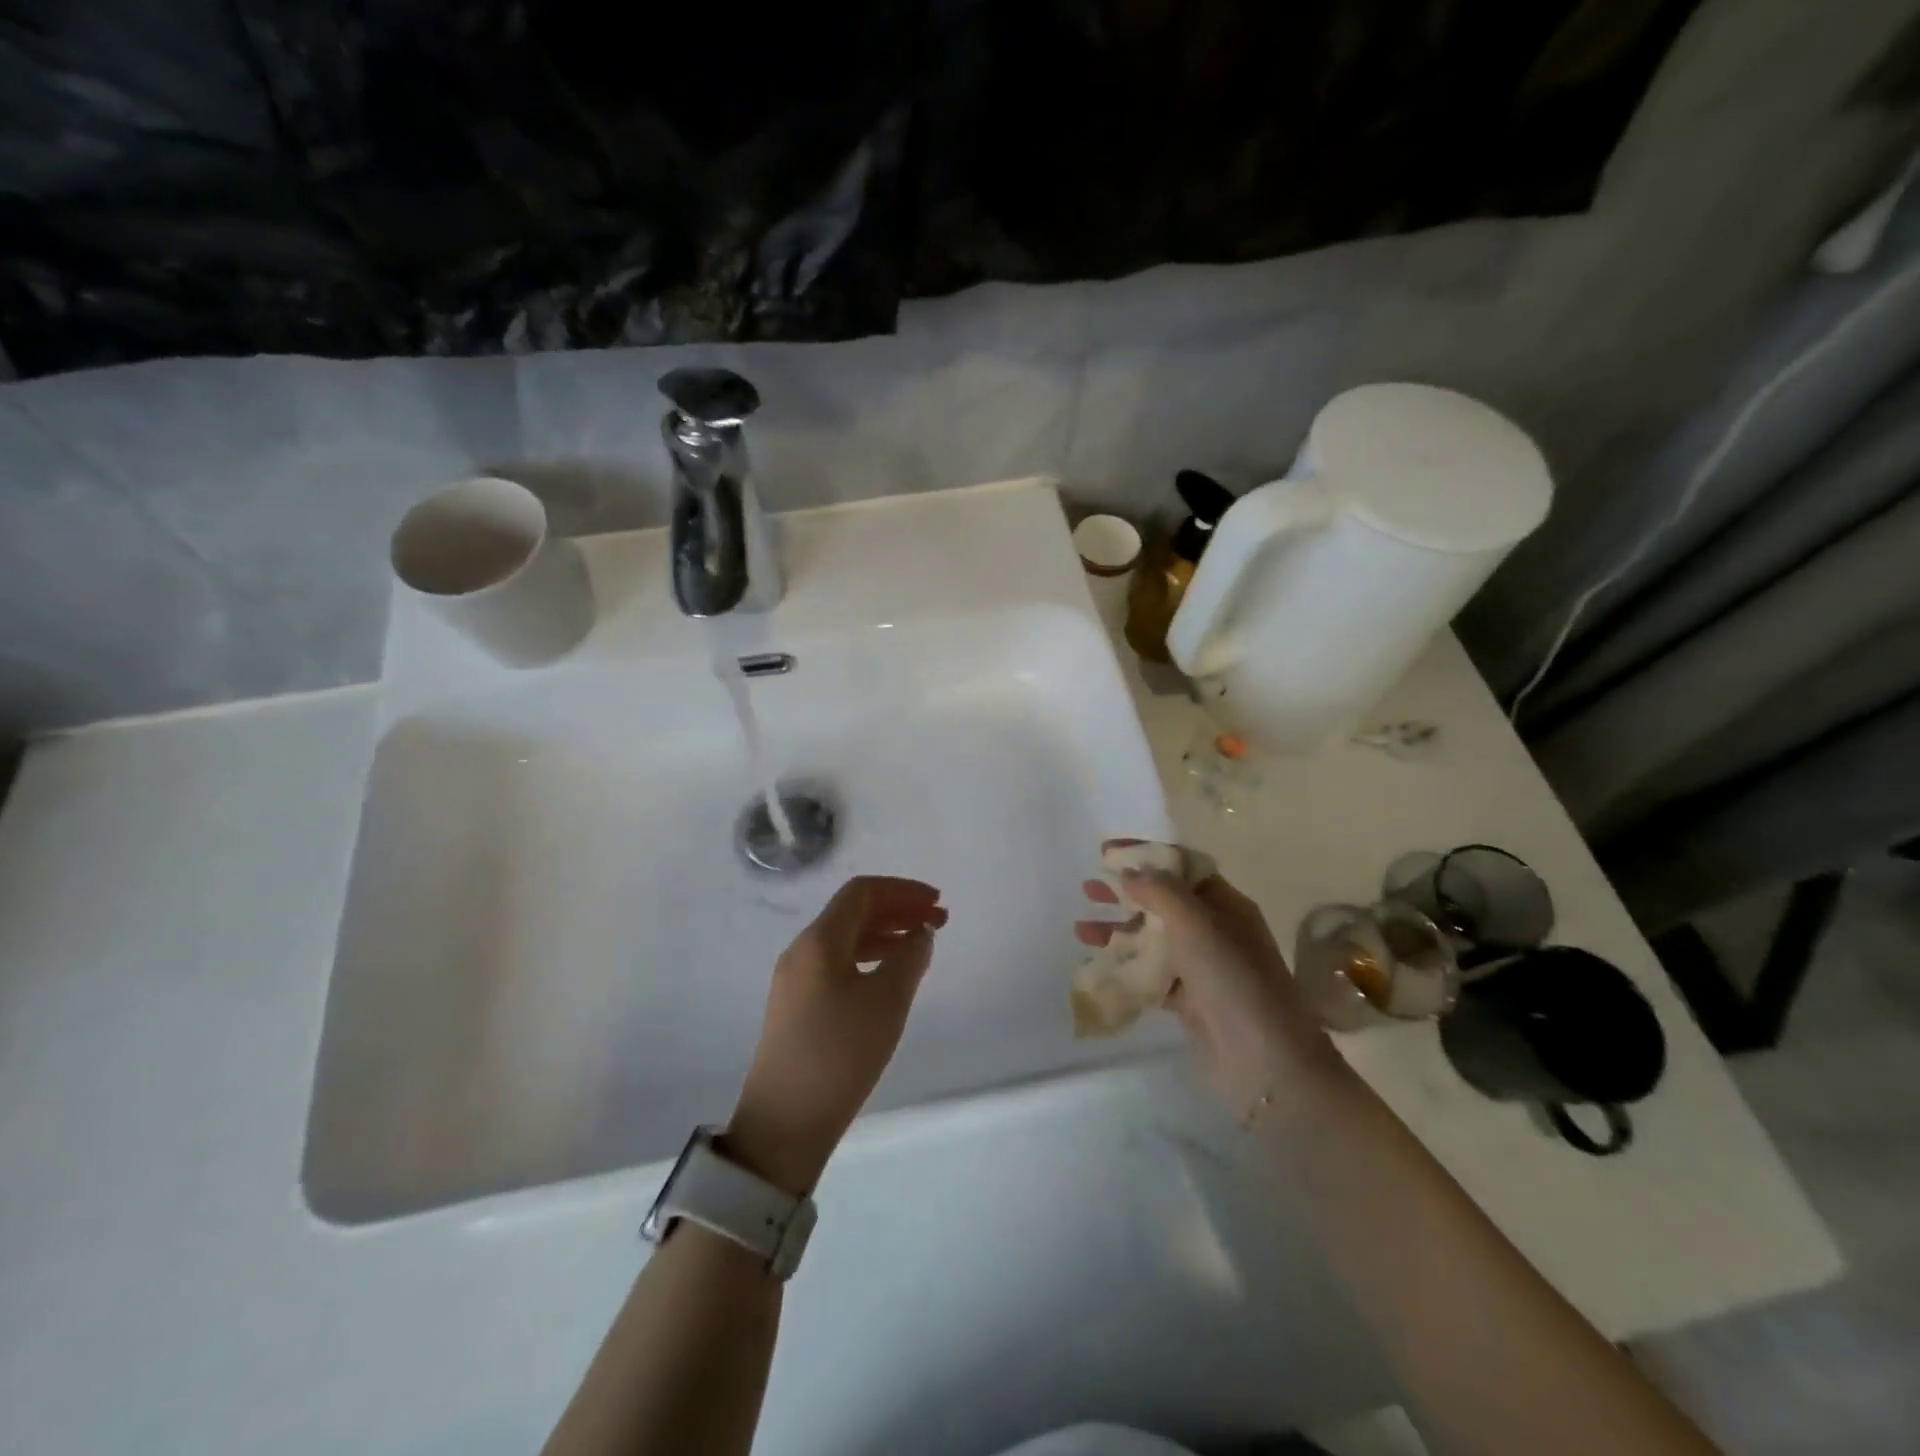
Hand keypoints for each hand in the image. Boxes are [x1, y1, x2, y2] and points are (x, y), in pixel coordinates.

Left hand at [727, 876, 947, 1194]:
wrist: (784, 1123)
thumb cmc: (840, 1053)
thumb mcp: (887, 1002)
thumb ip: (910, 958)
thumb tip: (920, 933)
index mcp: (819, 940)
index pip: (862, 892)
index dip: (903, 890)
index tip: (936, 901)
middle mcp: (802, 950)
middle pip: (853, 912)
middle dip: (898, 910)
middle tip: (938, 921)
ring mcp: (796, 980)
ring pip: (846, 939)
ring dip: (886, 934)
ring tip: (921, 947)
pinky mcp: (797, 1006)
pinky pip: (838, 963)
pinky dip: (870, 958)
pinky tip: (890, 976)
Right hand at [1077, 854, 1336, 1113]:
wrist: (1265, 1063)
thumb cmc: (1233, 979)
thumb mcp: (1197, 923)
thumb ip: (1160, 891)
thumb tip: (1130, 872)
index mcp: (1226, 905)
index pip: (1181, 868)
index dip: (1145, 856)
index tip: (1106, 852)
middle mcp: (1215, 931)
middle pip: (1163, 901)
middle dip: (1125, 892)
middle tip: (1088, 887)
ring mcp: (1202, 968)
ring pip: (1153, 939)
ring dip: (1118, 930)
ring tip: (1080, 928)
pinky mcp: (1189, 1002)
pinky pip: (1151, 974)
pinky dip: (1125, 966)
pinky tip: (1098, 965)